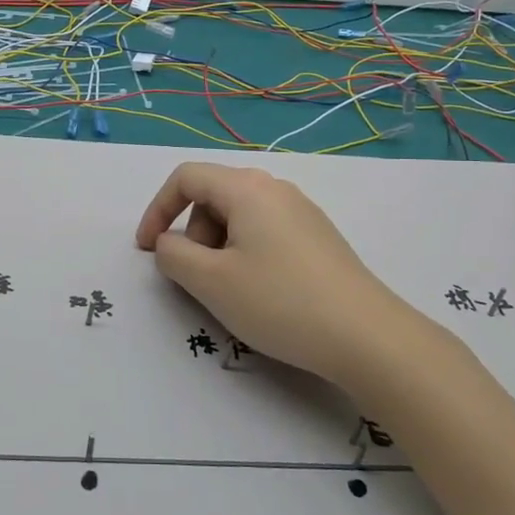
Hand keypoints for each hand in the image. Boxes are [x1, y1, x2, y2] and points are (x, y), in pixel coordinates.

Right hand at [134, 162, 416, 388]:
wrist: (367, 336)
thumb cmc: (279, 302)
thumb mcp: (211, 281)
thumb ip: (173, 255)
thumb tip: (169, 243)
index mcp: (247, 188)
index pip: (186, 178)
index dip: (157, 210)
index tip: (147, 250)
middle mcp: (276, 189)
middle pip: (214, 197)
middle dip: (193, 234)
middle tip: (199, 279)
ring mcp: (302, 212)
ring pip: (240, 217)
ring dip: (219, 248)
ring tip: (231, 291)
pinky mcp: (318, 238)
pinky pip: (266, 233)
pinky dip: (246, 254)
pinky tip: (263, 293)